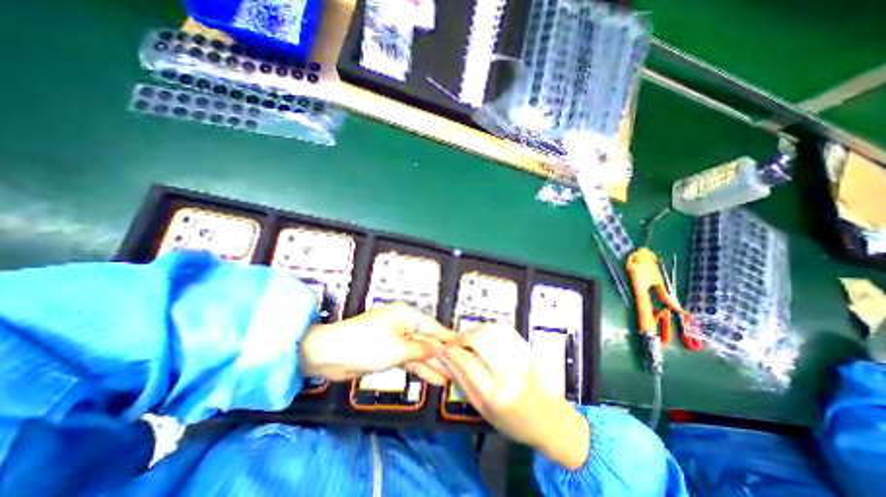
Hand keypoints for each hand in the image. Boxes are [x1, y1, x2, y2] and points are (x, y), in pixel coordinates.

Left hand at [302, 304, 460, 383]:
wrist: (328, 355)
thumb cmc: (365, 344)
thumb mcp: (397, 348)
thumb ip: (421, 350)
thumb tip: (440, 349)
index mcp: (405, 315)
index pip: (433, 326)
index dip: (449, 337)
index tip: (464, 345)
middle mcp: (402, 324)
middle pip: (427, 339)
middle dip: (441, 355)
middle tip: (459, 368)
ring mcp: (395, 339)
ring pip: (418, 351)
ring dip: (432, 364)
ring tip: (449, 378)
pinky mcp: (387, 352)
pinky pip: (408, 359)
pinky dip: (418, 368)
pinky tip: (431, 377)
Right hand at [443, 324, 587, 472]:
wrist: (552, 420)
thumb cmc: (515, 422)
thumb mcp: (483, 410)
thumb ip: (463, 382)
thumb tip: (447, 359)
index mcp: (496, 393)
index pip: (467, 361)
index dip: (451, 350)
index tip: (444, 348)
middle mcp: (509, 371)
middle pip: (478, 339)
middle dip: (462, 337)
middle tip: (456, 343)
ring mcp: (521, 356)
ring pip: (490, 330)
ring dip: (475, 331)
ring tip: (470, 340)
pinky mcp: (528, 347)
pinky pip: (504, 328)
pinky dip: (490, 328)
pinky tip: (485, 336)